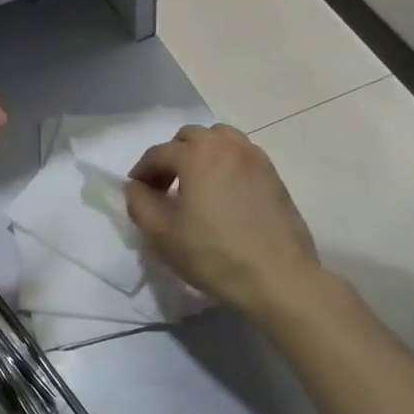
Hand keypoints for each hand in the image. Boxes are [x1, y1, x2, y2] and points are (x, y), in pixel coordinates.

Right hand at [124, 123, 321, 315]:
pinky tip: (222, 192)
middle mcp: (227, 146)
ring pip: (220, 138)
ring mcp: (255, 158)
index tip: (137, 191)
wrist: (277, 277)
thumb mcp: (162, 235)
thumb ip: (139, 203)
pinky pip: (241, 154)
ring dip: (200, 153)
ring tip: (195, 184)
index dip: (142, 170)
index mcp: (197, 156)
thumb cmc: (213, 255)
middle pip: (190, 137)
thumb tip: (136, 186)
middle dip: (171, 156)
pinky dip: (224, 162)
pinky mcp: (273, 174)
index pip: (159, 153)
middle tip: (164, 187)